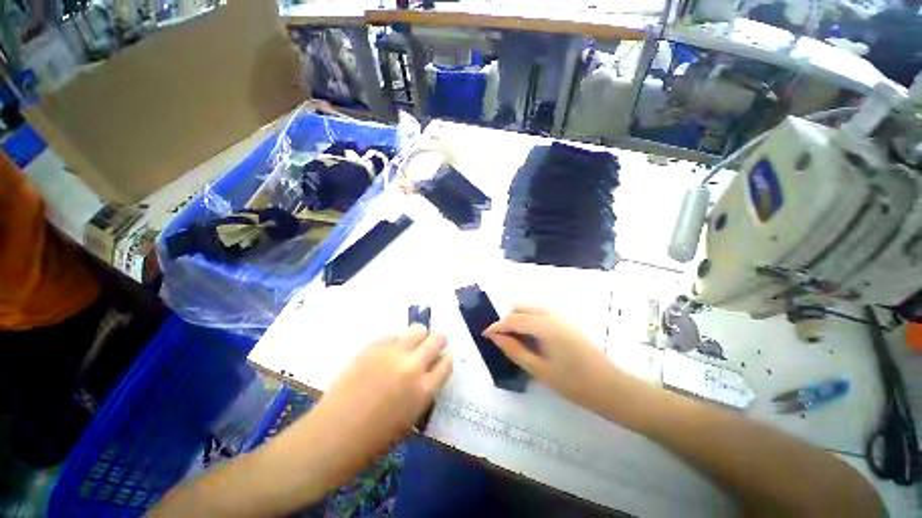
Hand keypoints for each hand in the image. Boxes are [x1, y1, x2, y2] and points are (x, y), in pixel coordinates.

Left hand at [296, 326, 451, 483]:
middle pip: (437, 339)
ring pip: (417, 330)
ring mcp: (391, 354)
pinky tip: (388, 353)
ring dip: (419, 336)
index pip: (447, 363)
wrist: (332, 436)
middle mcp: (412, 367)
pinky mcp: (372, 347)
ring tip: (411, 346)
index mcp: (423, 390)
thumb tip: (429, 371)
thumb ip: (424, 390)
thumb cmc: (373, 440)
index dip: (446, 358)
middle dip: (438, 341)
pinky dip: (395, 342)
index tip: (443, 358)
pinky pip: (392, 336)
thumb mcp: (410, 419)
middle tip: (431, 346)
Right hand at [484, 305, 625, 413]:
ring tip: (515, 339)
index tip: (485, 335)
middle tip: (502, 339)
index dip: (496, 326)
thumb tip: (496, 337)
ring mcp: (561, 315)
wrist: (611, 387)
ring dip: (519, 318)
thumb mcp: (539, 369)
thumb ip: (514, 350)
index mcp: (544, 325)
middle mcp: (551, 314)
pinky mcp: (567, 320)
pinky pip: (541, 312)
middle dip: (507, 320)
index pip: (513, 320)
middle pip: (521, 308)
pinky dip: (530, 319)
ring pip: (531, 308)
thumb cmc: (574, 383)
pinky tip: (532, 337)